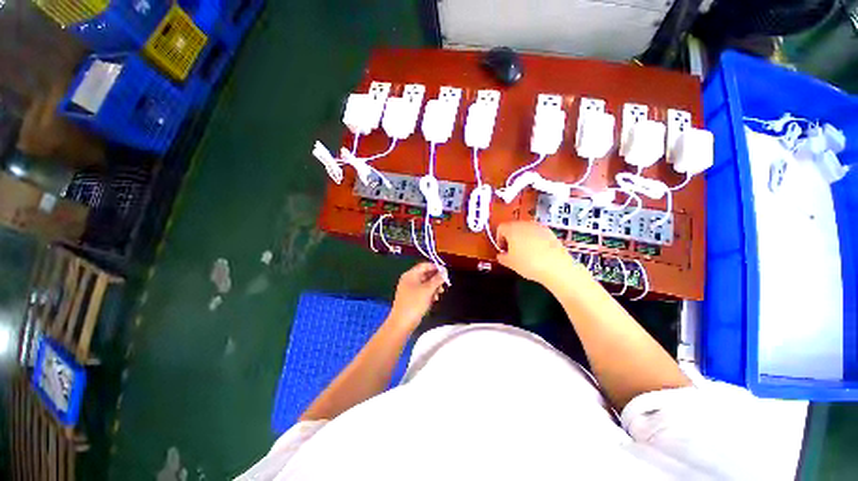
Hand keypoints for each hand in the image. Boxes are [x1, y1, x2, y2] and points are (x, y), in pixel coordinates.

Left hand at [388, 263, 445, 330]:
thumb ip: (437, 279)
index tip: (445, 273)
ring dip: (433, 288)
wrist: (401, 324)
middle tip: (443, 286)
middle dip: (435, 279)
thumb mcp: (428, 290)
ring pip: (424, 284)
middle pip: (425, 274)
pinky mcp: (410, 298)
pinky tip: (433, 300)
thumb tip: (444, 271)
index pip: (424, 265)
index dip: (435, 267)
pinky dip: (428, 294)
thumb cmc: (414, 304)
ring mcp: (408, 289)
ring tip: (438, 295)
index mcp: (410, 274)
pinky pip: (421, 291)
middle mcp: (409, 279)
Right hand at [496, 221, 582, 288]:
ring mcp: (539, 227)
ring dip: (523, 238)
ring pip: (526, 230)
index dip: (499, 239)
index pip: (501, 228)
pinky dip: (535, 240)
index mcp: (512, 229)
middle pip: (513, 227)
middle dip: (511, 237)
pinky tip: (537, 252)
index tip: (502, 249)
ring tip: (525, 252)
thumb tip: (501, 255)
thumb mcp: (510, 263)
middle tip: (511, 251)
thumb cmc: (528, 264)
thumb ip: (502, 257)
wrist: (556, 267)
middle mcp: (525, 224)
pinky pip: (537, 234)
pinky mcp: (550, 232)